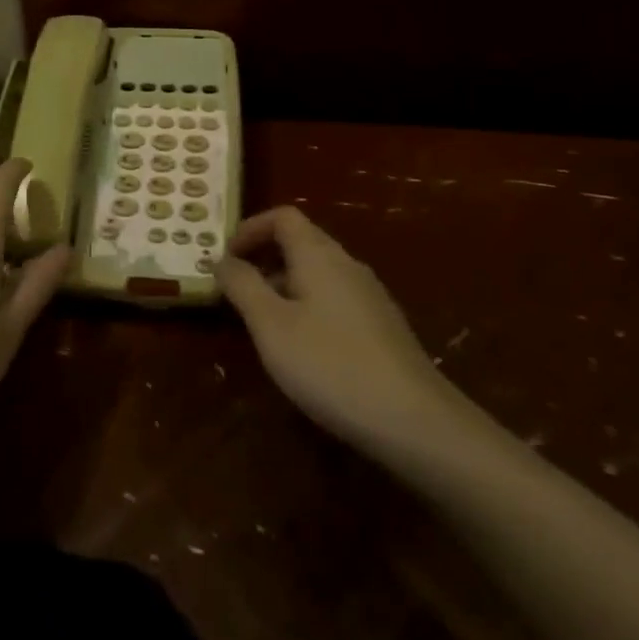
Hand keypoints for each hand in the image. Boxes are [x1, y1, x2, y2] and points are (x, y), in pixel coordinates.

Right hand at [215, 206, 473, 456]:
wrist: (417, 423)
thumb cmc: (331, 365)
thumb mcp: (271, 325)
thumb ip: (242, 285)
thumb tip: (222, 259)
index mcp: (319, 255)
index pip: (283, 216)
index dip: (250, 228)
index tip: (226, 258)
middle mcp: (347, 265)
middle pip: (301, 242)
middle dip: (263, 259)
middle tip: (236, 291)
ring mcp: (370, 297)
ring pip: (318, 273)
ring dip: (284, 285)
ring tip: (262, 323)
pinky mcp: (383, 328)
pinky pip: (335, 299)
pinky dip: (308, 307)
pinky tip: (303, 349)